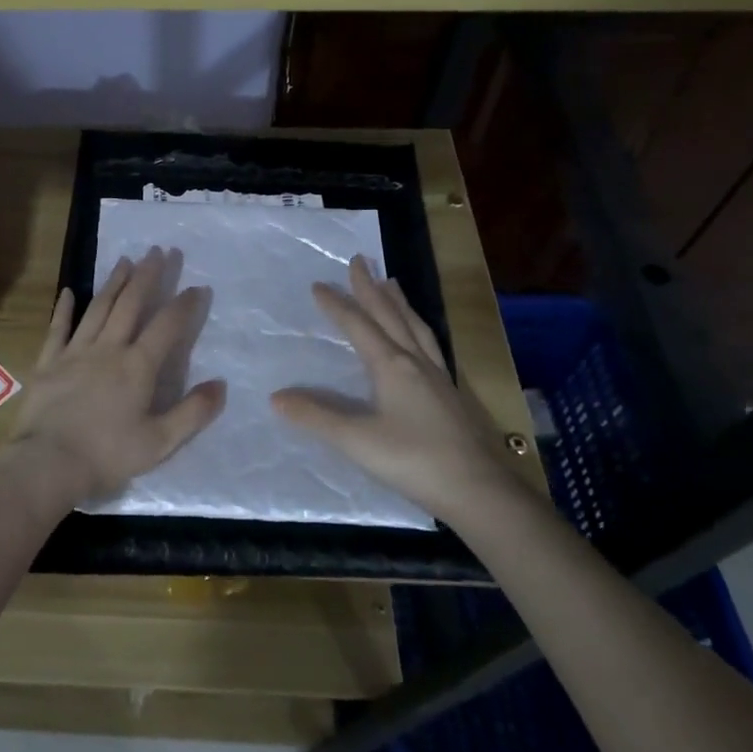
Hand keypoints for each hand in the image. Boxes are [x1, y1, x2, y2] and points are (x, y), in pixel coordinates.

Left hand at [10, 247, 227, 505]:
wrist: (48, 463)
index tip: (197, 287)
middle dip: (148, 276)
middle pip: (131, 304)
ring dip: (114, 283)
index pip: (167, 326)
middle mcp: (108, 349)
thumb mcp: (160, 442)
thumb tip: (221, 384)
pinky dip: (64, 309)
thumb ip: (193, 412)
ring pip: (98, 309)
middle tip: (160, 251)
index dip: (184, 305)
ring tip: (126, 260)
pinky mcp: (48, 362)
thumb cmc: (107, 456)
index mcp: (137, 367)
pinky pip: (58, 329)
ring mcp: (75, 352)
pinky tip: (68, 292)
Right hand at [271, 256, 522, 525]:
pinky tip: (419, 337)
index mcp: (391, 366)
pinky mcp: (450, 393)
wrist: (477, 490)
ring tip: (391, 282)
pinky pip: (430, 344)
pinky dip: (417, 327)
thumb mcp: (356, 440)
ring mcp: (438, 376)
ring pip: (415, 326)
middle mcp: (415, 362)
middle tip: (359, 261)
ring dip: (399, 302)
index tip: (318, 284)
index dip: (337, 305)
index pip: (358, 325)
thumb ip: (316, 417)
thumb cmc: (412, 460)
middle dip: (371, 288)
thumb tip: (276, 397)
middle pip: (390, 315)